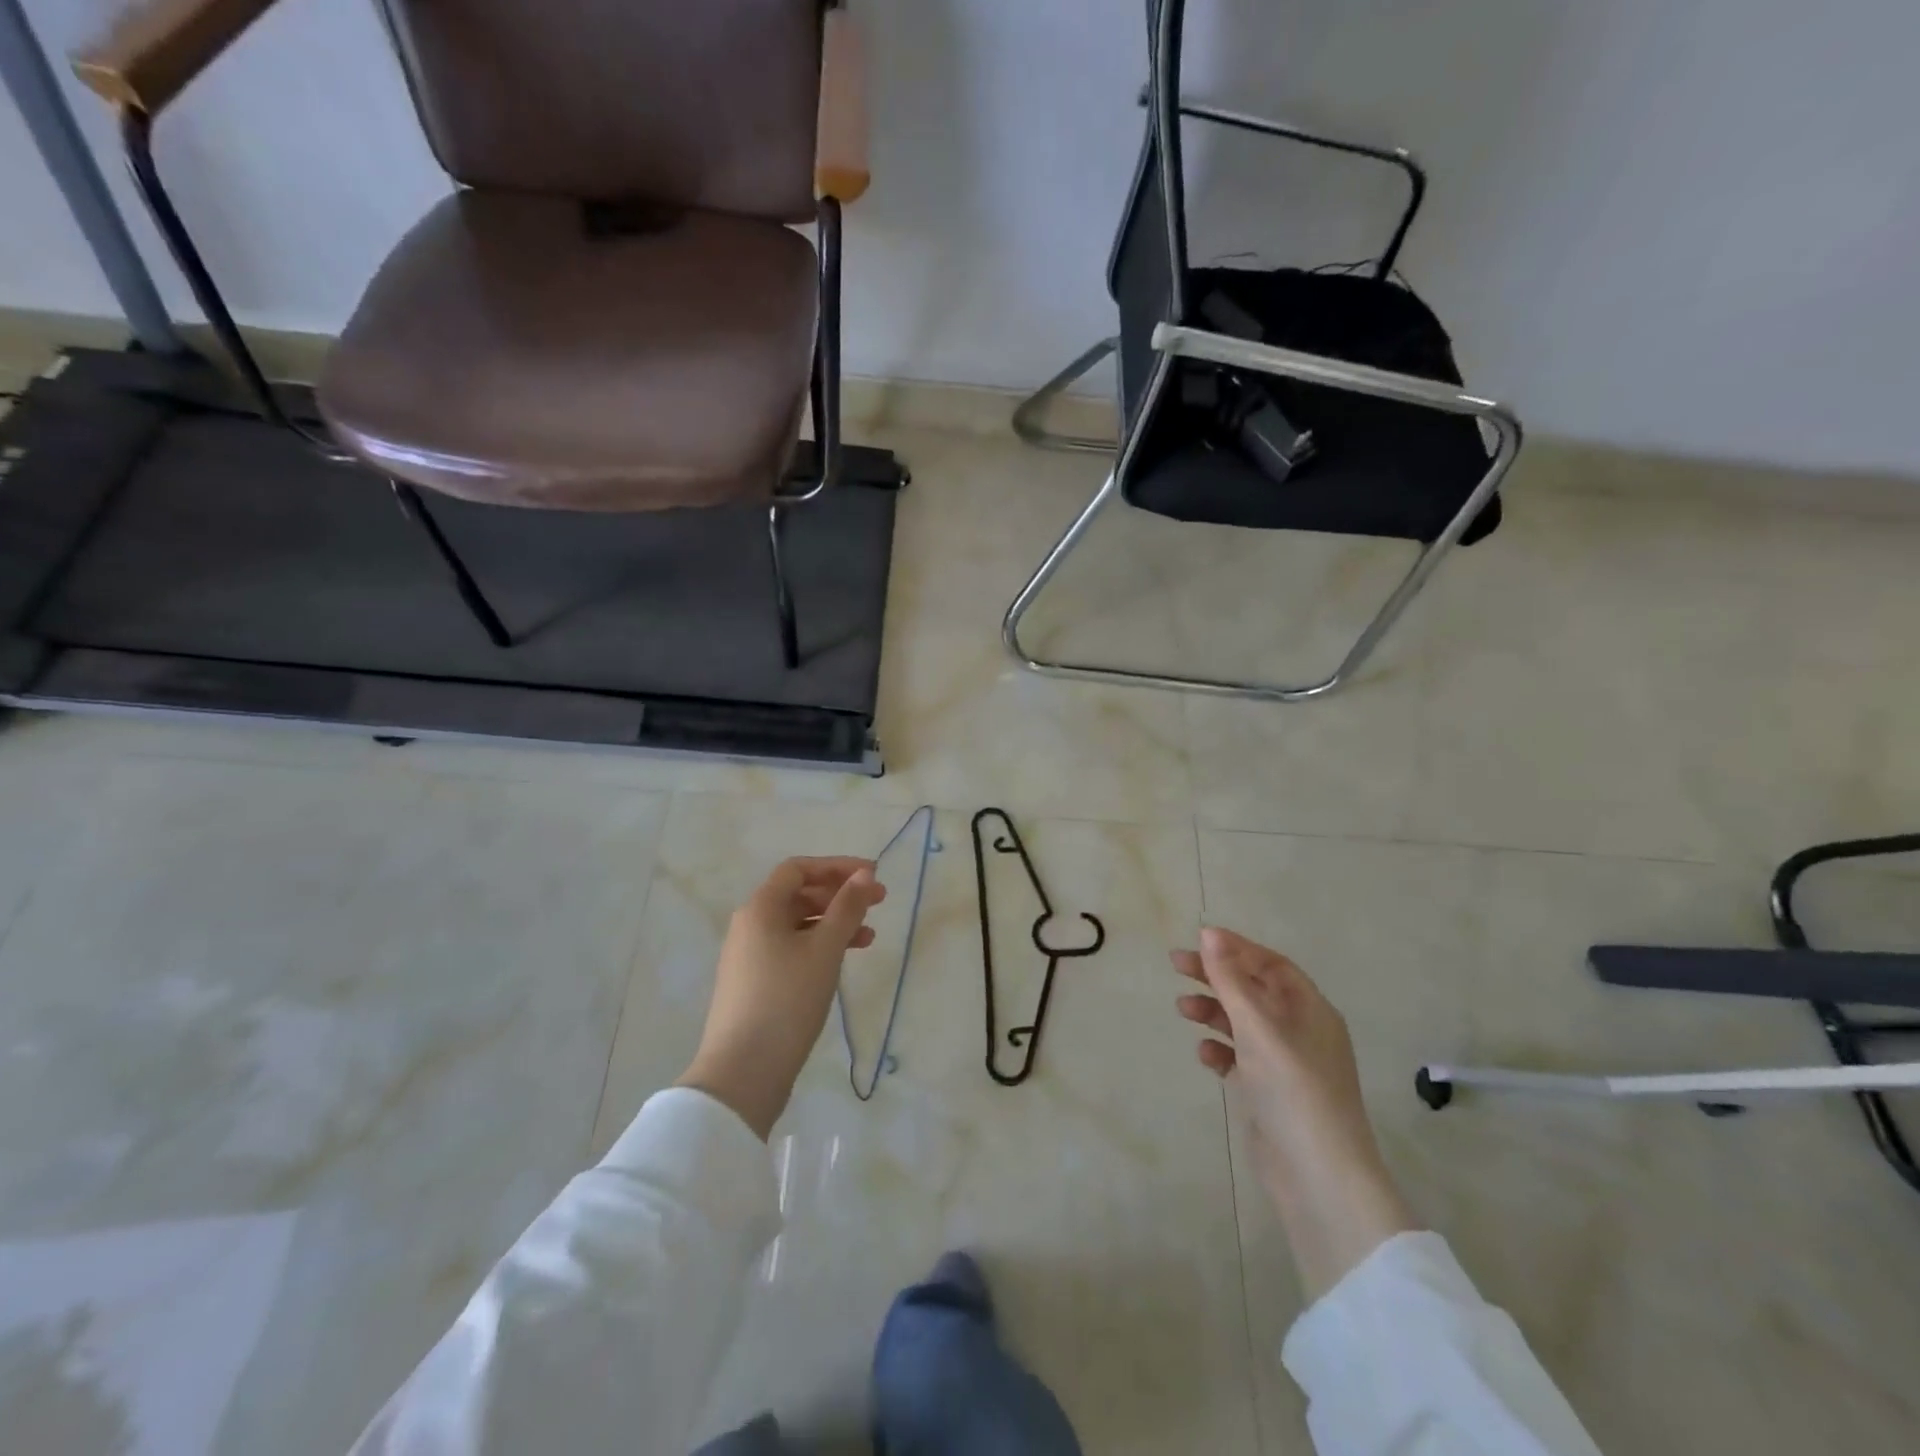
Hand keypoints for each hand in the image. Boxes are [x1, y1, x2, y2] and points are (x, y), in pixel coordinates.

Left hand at [679, 857, 886, 1139]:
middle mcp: (750, 925)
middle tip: (878, 904)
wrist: (743, 1071)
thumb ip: (847, 908)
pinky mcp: (754, 983)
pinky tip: (840, 963)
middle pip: (798, 895)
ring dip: (834, 924)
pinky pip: (791, 949)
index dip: (837, 866)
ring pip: (797, 924)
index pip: (799, 869)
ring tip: (869, 939)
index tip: (872, 875)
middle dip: (839, 895)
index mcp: (760, 908)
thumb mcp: (825, 949)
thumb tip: (864, 874)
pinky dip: (819, 947)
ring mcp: (749, 956)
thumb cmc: (787, 999)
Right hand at [1174, 926, 1416, 1299]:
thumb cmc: (1292, 1088)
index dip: (1235, 949)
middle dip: (1216, 976)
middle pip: (1253, 990)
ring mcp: (1286, 1064)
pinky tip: (1204, 1054)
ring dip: (1213, 1011)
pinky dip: (1221, 1050)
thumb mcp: (1258, 1026)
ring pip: (1244, 1024)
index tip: (1198, 940)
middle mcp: (1301, 1031)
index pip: (1270, 964)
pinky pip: (1241, 1058)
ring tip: (1182, 1009)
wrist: (1318, 1175)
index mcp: (1310, 1009)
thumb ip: (1230, 980)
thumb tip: (1209, 934)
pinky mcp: (1270, 1093)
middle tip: (1175, 966)